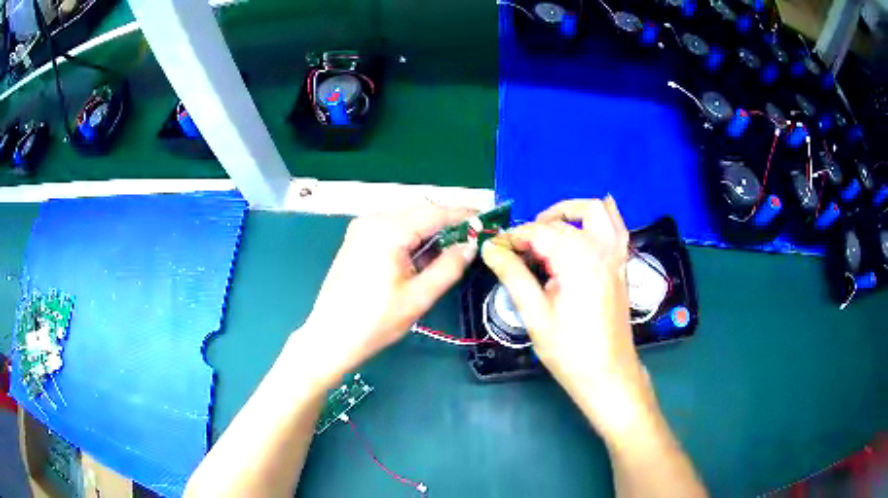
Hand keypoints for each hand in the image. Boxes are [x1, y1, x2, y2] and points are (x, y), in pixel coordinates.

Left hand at [299, 204, 476, 388]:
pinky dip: (410, 238)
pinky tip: (420, 258)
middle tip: (470, 241)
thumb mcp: (419, 297)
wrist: (330, 337)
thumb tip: (470, 246)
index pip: (435, 212)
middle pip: (420, 211)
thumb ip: (449, 266)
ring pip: (406, 219)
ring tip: (448, 254)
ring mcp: (361, 228)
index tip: (486, 221)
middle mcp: (373, 220)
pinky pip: (391, 229)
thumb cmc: (375, 322)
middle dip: (447, 223)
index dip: (463, 215)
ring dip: (429, 232)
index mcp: (388, 230)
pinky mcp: (356, 239)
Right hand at [481, 197, 653, 432]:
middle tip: (514, 253)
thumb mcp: (535, 315)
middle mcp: (600, 248)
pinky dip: (602, 218)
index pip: (538, 232)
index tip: (493, 250)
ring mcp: (616, 256)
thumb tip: (490, 249)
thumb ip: (513, 275)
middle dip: (534, 230)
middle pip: (561, 222)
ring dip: (571, 211)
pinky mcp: (621, 266)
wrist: (609, 375)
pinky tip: (586, 226)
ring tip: (548, 227)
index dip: (512, 239)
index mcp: (577, 259)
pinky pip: (617, 228)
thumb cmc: (570, 351)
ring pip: (597, 211)